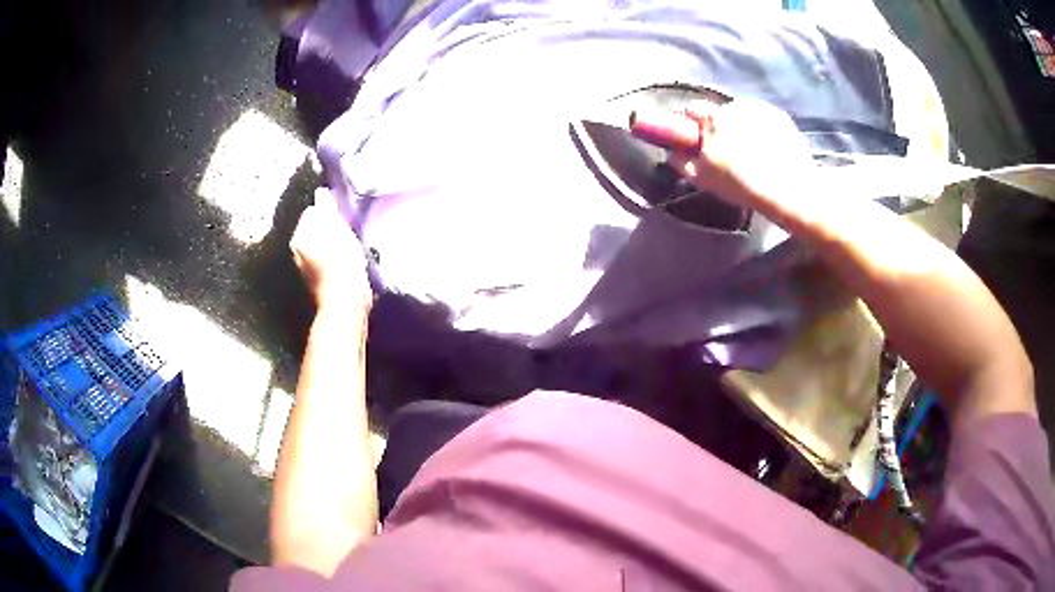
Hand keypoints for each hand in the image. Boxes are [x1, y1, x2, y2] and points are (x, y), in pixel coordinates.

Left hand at [290, 188, 371, 309]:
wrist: (346, 303)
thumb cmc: (341, 263)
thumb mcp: (336, 229)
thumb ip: (327, 209)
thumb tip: (321, 192)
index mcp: (299, 237)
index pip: (313, 212)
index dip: (329, 211)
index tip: (344, 217)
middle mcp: (298, 251)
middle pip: (317, 228)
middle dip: (331, 227)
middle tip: (349, 231)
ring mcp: (308, 267)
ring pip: (323, 243)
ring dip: (335, 242)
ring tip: (351, 247)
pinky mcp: (320, 280)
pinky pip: (328, 259)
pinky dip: (337, 258)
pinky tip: (349, 263)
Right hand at [667, 100, 816, 215]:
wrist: (789, 190)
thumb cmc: (742, 186)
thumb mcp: (704, 179)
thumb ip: (682, 162)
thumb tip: (672, 152)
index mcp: (712, 119)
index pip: (692, 109)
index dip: (694, 125)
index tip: (700, 141)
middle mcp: (733, 106)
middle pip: (719, 112)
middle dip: (721, 126)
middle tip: (731, 152)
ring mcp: (759, 109)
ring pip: (742, 114)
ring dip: (743, 126)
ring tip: (755, 153)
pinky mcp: (779, 115)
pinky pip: (763, 117)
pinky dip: (764, 128)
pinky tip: (771, 150)